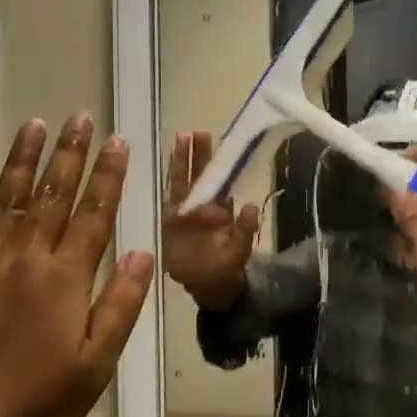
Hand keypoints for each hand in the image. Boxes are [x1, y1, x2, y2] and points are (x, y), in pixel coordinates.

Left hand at [0, 112, 155, 416]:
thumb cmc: (36, 401)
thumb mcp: (96, 364)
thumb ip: (120, 305)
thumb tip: (144, 253)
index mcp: (64, 277)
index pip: (94, 213)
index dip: (108, 175)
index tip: (117, 141)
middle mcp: (25, 257)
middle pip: (52, 194)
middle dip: (70, 153)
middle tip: (80, 117)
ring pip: (6, 198)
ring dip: (22, 159)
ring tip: (35, 124)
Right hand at [160, 130, 259, 309]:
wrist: (205, 286)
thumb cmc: (225, 268)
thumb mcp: (239, 251)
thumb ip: (245, 230)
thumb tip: (250, 206)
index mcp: (222, 209)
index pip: (220, 179)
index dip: (218, 162)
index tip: (220, 145)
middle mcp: (204, 205)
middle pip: (200, 174)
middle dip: (198, 153)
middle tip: (197, 131)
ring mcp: (186, 211)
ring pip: (183, 180)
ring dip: (181, 160)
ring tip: (180, 137)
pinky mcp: (170, 221)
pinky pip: (169, 197)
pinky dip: (168, 182)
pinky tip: (165, 165)